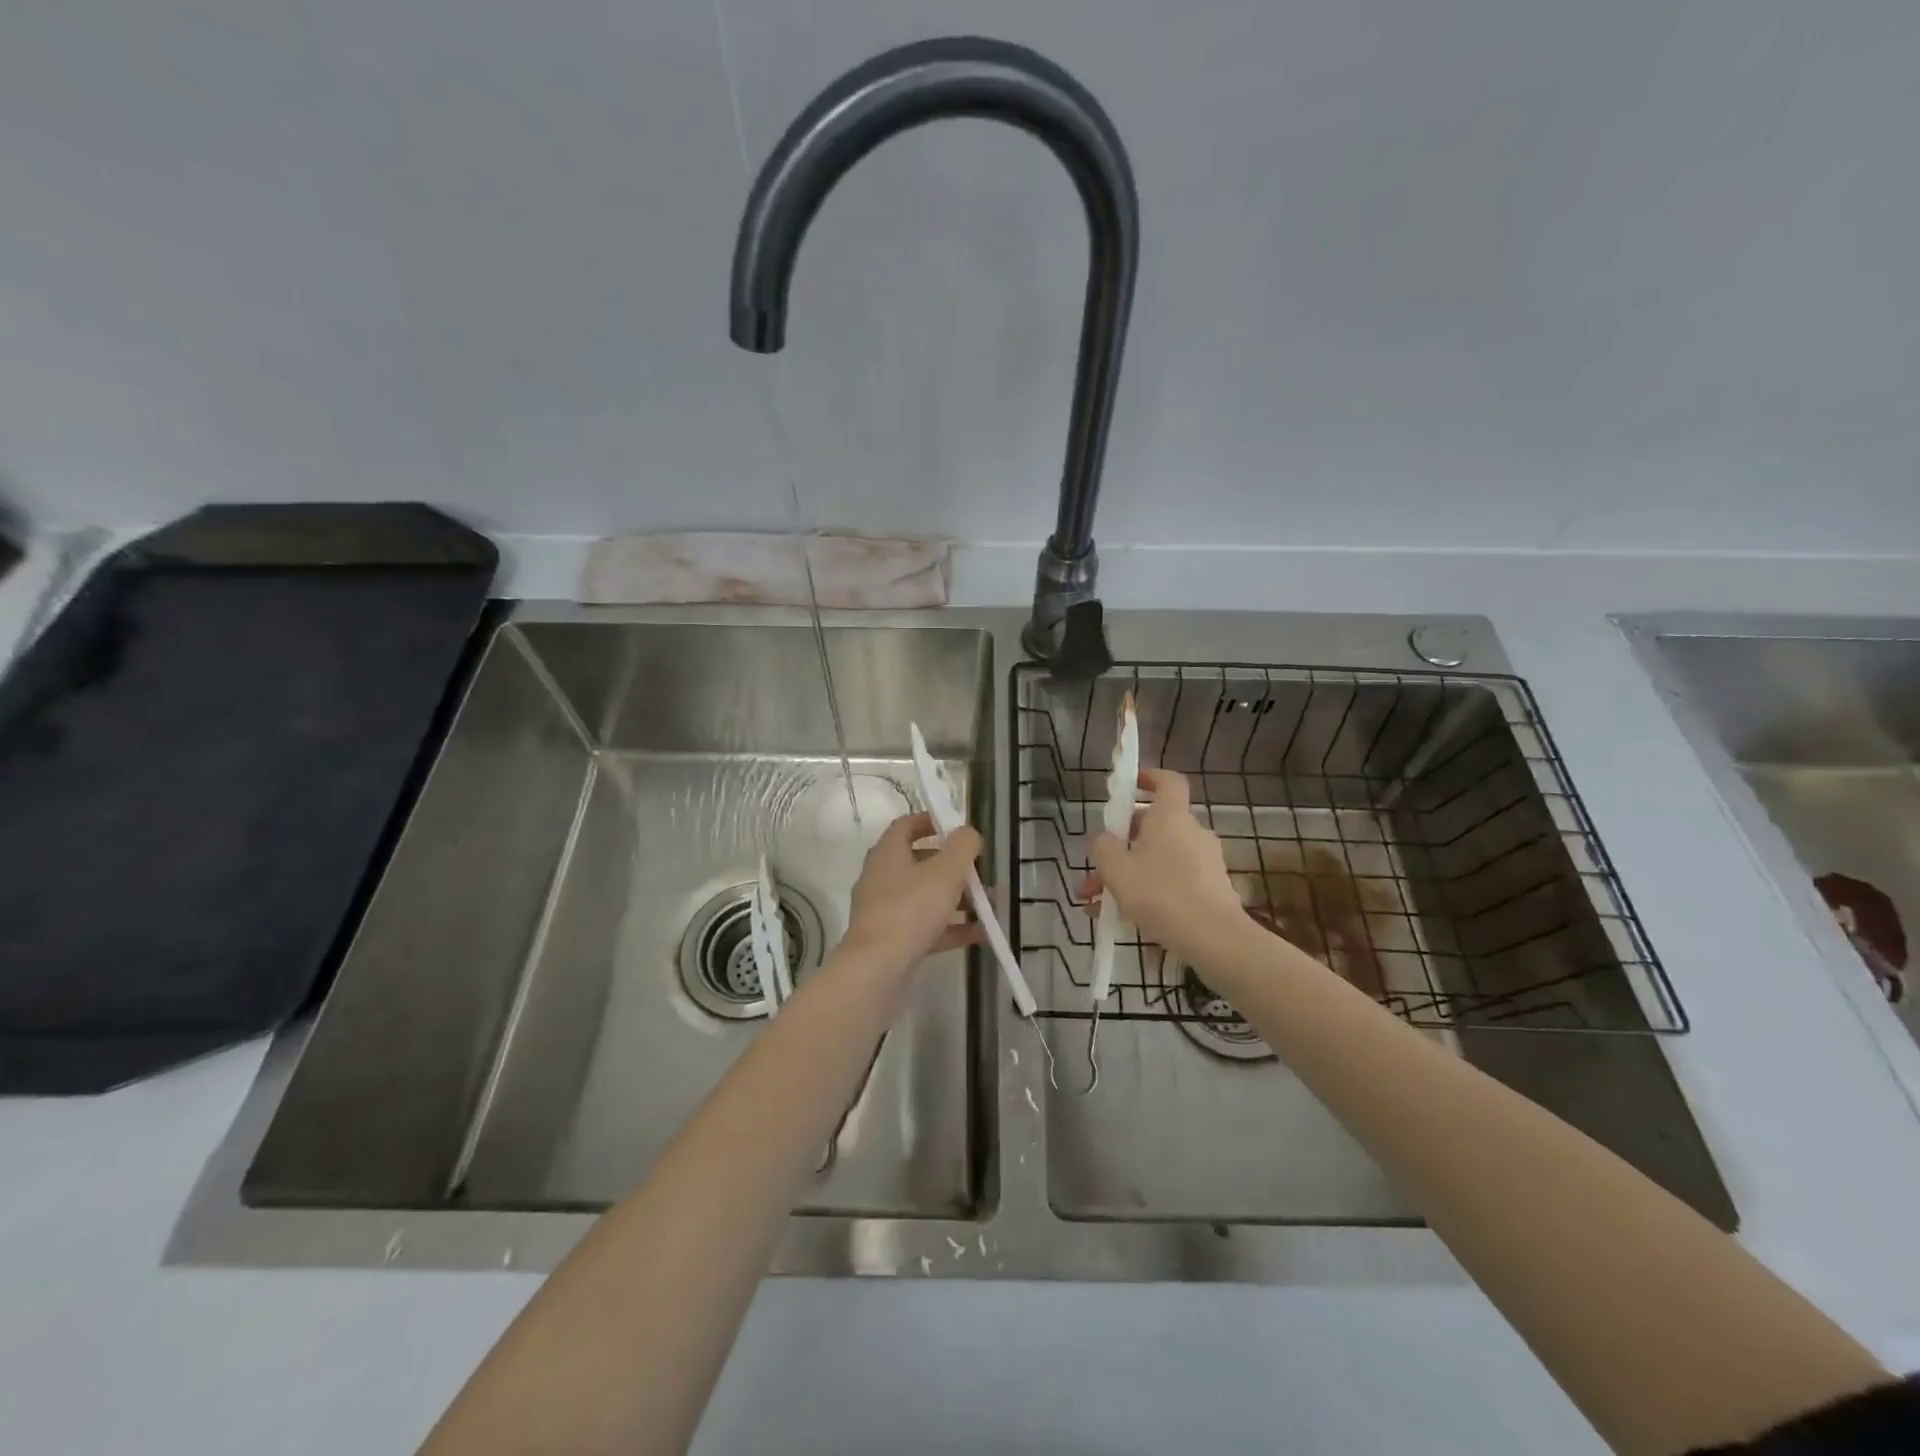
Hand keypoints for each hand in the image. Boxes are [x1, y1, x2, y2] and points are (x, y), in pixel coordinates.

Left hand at [843, 811, 984, 969]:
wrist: (876, 971)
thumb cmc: (911, 910)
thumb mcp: (946, 871)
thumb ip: (962, 846)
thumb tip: (968, 833)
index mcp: (888, 853)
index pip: (905, 826)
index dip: (930, 821)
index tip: (956, 826)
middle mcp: (882, 878)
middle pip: (919, 863)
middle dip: (953, 866)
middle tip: (981, 870)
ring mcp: (886, 912)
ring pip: (926, 897)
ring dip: (958, 898)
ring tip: (990, 904)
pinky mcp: (893, 941)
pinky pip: (927, 927)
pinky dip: (952, 928)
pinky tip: (982, 934)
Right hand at [1085, 769, 1250, 964]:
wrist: (1214, 938)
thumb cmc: (1161, 894)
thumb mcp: (1116, 870)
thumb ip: (1103, 847)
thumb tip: (1102, 838)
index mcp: (1170, 816)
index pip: (1167, 781)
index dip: (1149, 777)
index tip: (1130, 785)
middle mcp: (1191, 831)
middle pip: (1153, 826)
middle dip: (1120, 846)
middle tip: (1095, 871)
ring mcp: (1205, 860)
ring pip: (1159, 858)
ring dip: (1130, 874)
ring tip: (1102, 906)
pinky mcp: (1212, 887)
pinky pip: (1173, 879)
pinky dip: (1150, 891)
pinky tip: (1127, 920)